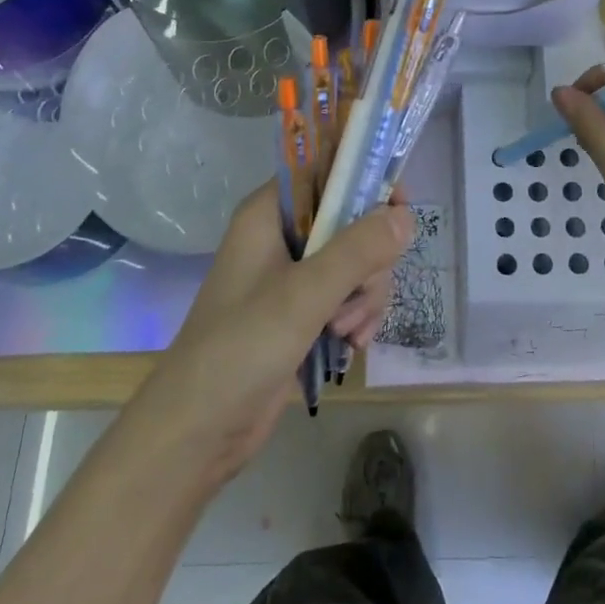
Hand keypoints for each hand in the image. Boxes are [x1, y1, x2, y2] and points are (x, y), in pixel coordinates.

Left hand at [133, 182, 412, 487]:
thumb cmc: (242, 348)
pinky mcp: (301, 313)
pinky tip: (352, 345)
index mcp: (270, 214)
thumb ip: (358, 250)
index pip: (328, 172)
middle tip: (357, 295)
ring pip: (357, 263)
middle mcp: (283, 237)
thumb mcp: (305, 294)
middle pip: (352, 221)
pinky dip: (358, 317)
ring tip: (347, 331)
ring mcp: (293, 277)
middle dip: (369, 261)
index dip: (366, 183)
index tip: (399, 213)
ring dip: (365, 296)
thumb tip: (406, 216)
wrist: (198, 431)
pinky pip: (348, 296)